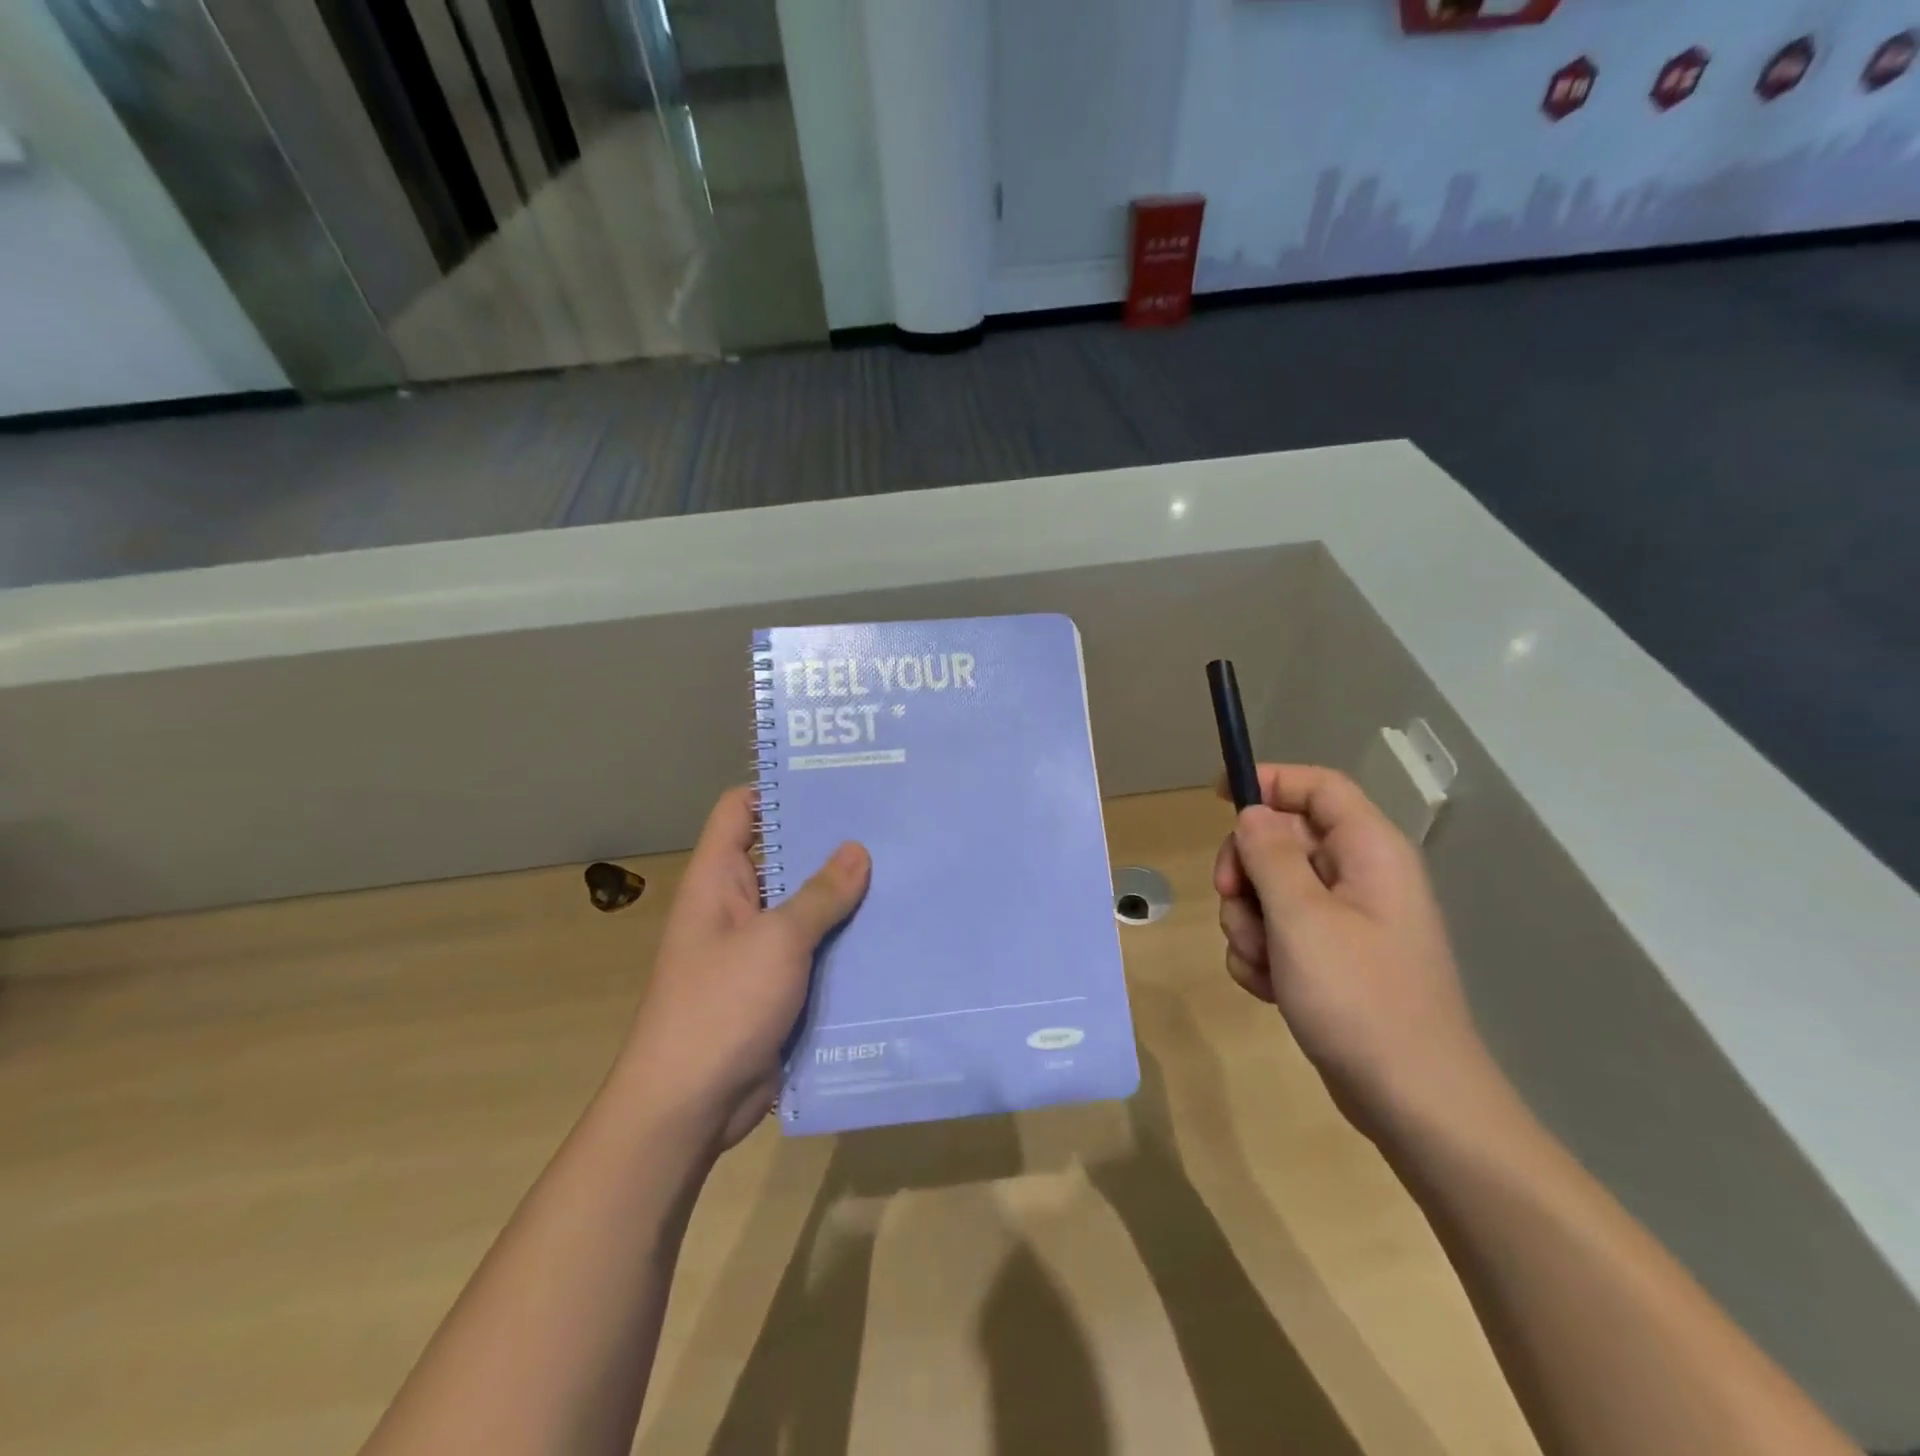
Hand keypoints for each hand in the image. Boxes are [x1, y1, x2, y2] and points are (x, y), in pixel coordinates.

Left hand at [622, 787, 869, 1151]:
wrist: (690, 1106)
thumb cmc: (721, 1007)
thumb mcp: (776, 941)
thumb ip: (820, 895)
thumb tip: (857, 850)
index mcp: (718, 880)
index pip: (740, 810)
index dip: (779, 788)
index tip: (835, 778)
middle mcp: (736, 905)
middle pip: (782, 855)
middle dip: (829, 841)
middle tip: (889, 821)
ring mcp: (758, 948)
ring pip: (806, 906)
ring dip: (845, 894)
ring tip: (904, 867)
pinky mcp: (779, 985)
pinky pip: (816, 949)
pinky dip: (846, 939)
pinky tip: (892, 928)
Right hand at [1213, 764, 1499, 1137]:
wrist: (1413, 1101)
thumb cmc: (1360, 997)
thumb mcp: (1301, 917)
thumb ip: (1270, 854)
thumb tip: (1252, 815)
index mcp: (1369, 851)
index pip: (1316, 787)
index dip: (1268, 780)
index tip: (1217, 797)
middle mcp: (1360, 876)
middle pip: (1282, 839)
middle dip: (1246, 870)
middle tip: (1232, 901)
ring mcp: (1346, 921)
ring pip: (1271, 891)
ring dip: (1249, 922)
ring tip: (1264, 963)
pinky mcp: (1331, 959)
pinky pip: (1279, 933)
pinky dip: (1263, 954)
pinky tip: (1270, 988)